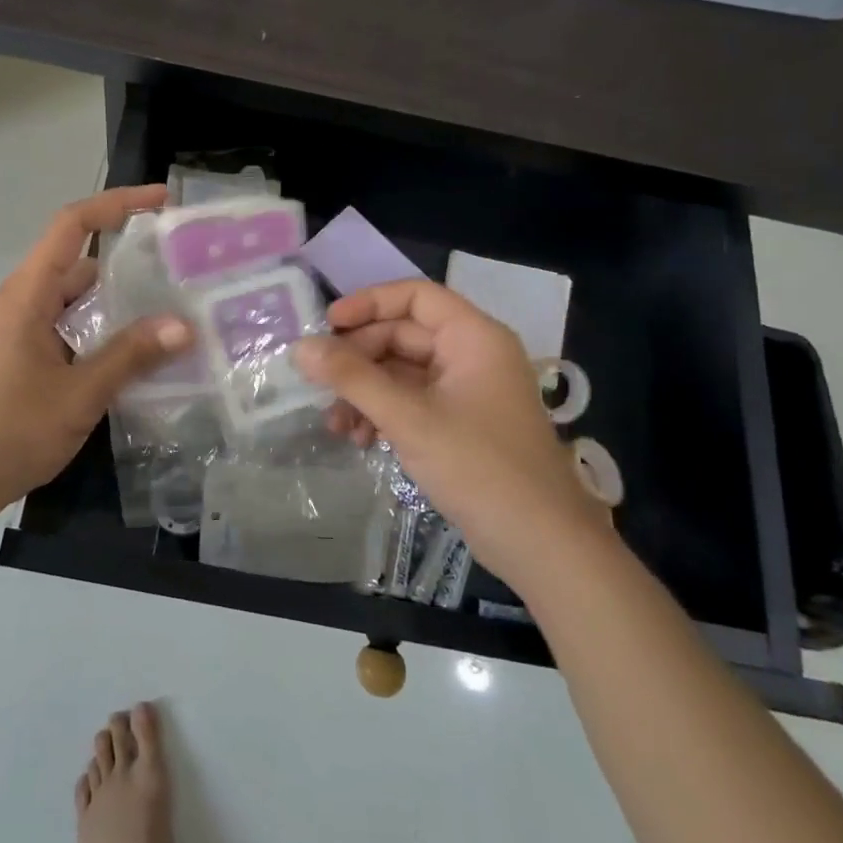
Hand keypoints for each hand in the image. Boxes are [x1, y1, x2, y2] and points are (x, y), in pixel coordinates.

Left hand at [0, 185, 193, 520]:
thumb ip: (130, 357)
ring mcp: (25, 332)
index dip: (117, 204)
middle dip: (132, 263)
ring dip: (122, 306)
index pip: (72, 225)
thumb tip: (184, 325)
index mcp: (29, 294)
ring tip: (176, 314)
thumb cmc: (6, 431)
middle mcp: (26, 303)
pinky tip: (142, 359)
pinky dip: (106, 335)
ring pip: (81, 303)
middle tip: (184, 273)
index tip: (161, 201)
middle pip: (83, 264)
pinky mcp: (28, 360)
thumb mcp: (78, 394)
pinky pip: (74, 332)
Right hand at [293, 280, 597, 549]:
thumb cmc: (479, 467)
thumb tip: (300, 348)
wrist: (542, 546)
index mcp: (474, 337)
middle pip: (403, 335)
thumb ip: (352, 378)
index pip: (415, 296)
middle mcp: (472, 355)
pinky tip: (360, 440)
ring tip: (336, 425)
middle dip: (359, 360)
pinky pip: (412, 402)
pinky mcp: (461, 424)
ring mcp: (467, 391)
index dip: (368, 303)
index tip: (326, 325)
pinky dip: (383, 414)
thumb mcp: (408, 418)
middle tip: (319, 384)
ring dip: (365, 392)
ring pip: (402, 372)